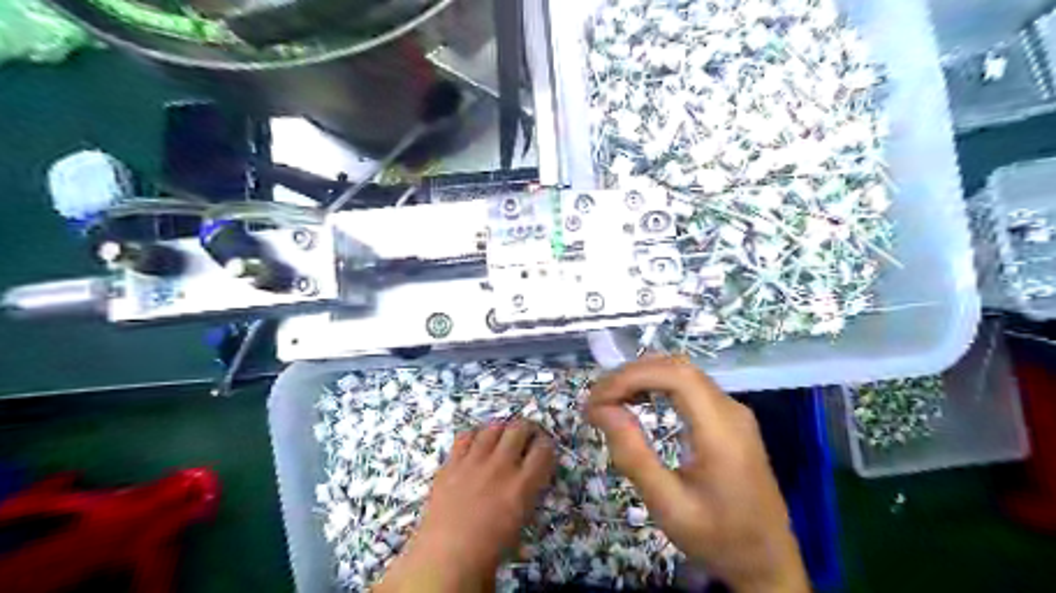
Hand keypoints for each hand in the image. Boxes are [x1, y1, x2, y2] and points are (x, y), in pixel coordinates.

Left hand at [376, 423, 554, 591]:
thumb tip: (528, 476)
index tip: (543, 447)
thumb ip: (527, 492)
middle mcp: (500, 467)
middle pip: (519, 428)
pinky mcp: (452, 463)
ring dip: (501, 428)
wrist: (444, 558)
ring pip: (493, 427)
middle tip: (526, 435)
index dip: (546, 444)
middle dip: (527, 428)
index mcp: (522, 486)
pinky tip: (476, 443)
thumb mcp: (520, 522)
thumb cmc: (488, 551)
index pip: (544, 449)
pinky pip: (465, 436)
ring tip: (501, 436)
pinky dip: (474, 436)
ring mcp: (474, 462)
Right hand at [587, 358, 809, 591]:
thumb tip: (602, 410)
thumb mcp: (668, 506)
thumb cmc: (718, 539)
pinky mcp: (728, 418)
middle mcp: (731, 410)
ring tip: (609, 400)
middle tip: (596, 400)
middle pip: (677, 367)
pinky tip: (636, 401)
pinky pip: (688, 387)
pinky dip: (655, 386)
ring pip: (682, 372)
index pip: (675, 376)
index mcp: (722, 431)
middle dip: (630, 375)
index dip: (631, 376)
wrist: (768, 561)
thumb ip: (634, 455)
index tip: (597, 400)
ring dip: (641, 378)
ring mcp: (733, 411)